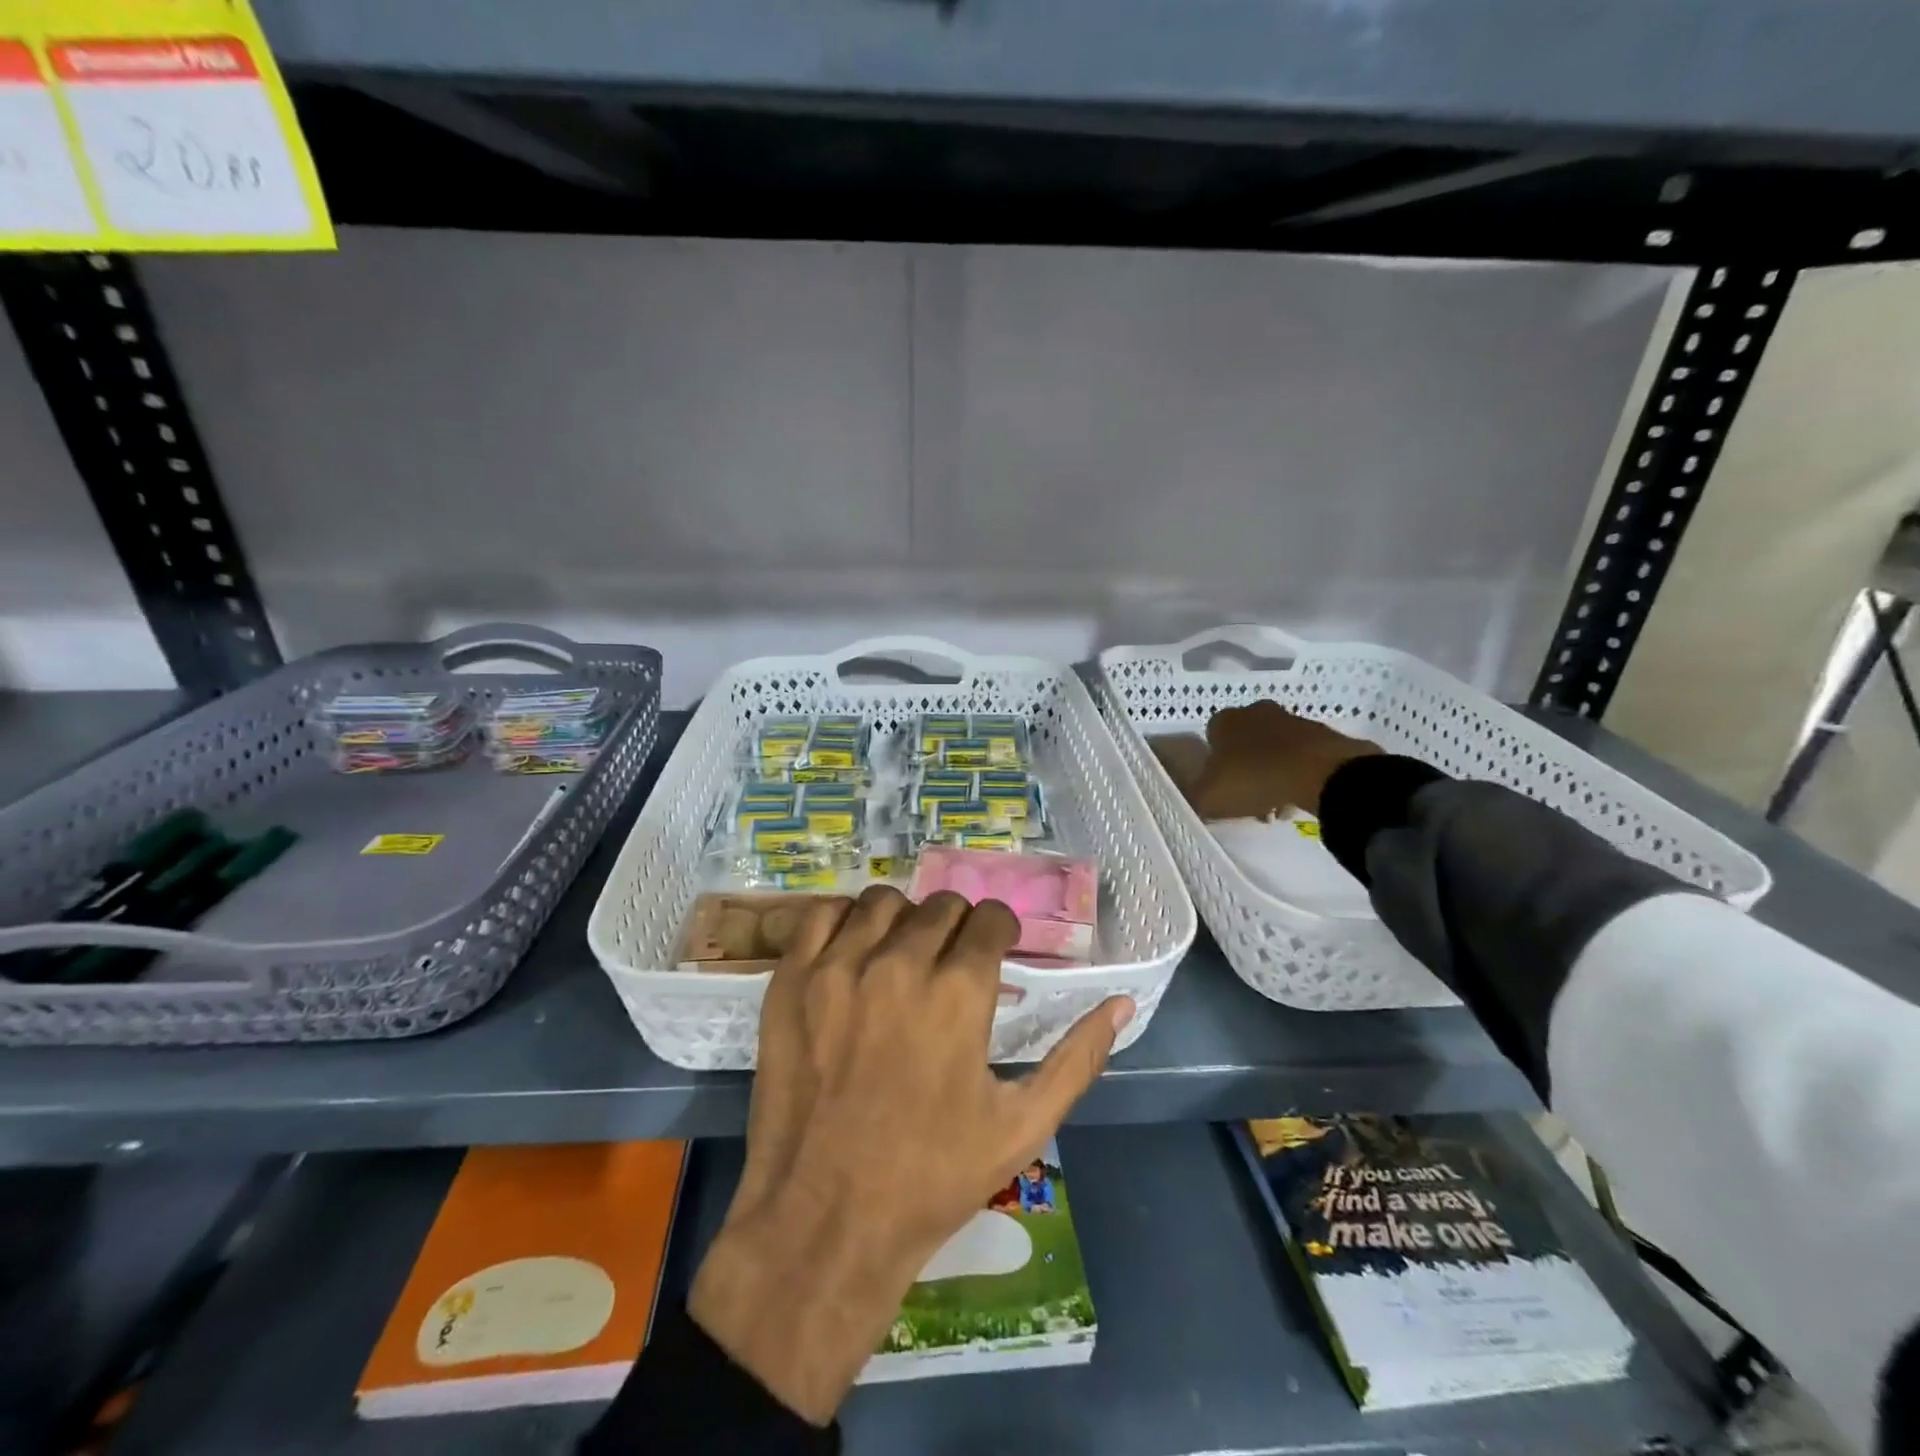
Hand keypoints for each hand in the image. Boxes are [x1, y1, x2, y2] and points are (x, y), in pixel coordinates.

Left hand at [687, 885, 1133, 1424]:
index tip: (996, 950)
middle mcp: (899, 965)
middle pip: (941, 906)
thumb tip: (1121, 1004)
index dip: (1000, 931)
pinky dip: (844, 922)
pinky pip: (821, 915)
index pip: (989, 919)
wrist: (824, 1222)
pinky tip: (854, 953)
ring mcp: (837, 969)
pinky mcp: (790, 982)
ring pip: (883, 902)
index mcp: (958, 994)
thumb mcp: (1022, 1126)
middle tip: (952, 963)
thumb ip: (1077, 1058)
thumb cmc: (931, 1179)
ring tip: (904, 955)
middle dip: (958, 927)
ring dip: (904, 920)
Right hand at [1187, 700, 1379, 820]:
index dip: (1213, 764)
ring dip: (1270, 772)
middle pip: (1243, 742)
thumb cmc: (1254, 778)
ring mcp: (1291, 720)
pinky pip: (1299, 756)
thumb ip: (1193, 797)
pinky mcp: (1321, 734)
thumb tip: (1191, 800)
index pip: (1210, 737)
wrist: (1321, 773)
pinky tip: (1297, 797)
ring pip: (1272, 749)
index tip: (1220, 787)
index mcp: (1224, 720)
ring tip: (1275, 804)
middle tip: (1247, 797)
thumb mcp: (1209, 797)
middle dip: (1243, 767)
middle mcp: (1255, 712)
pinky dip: (1295, 774)